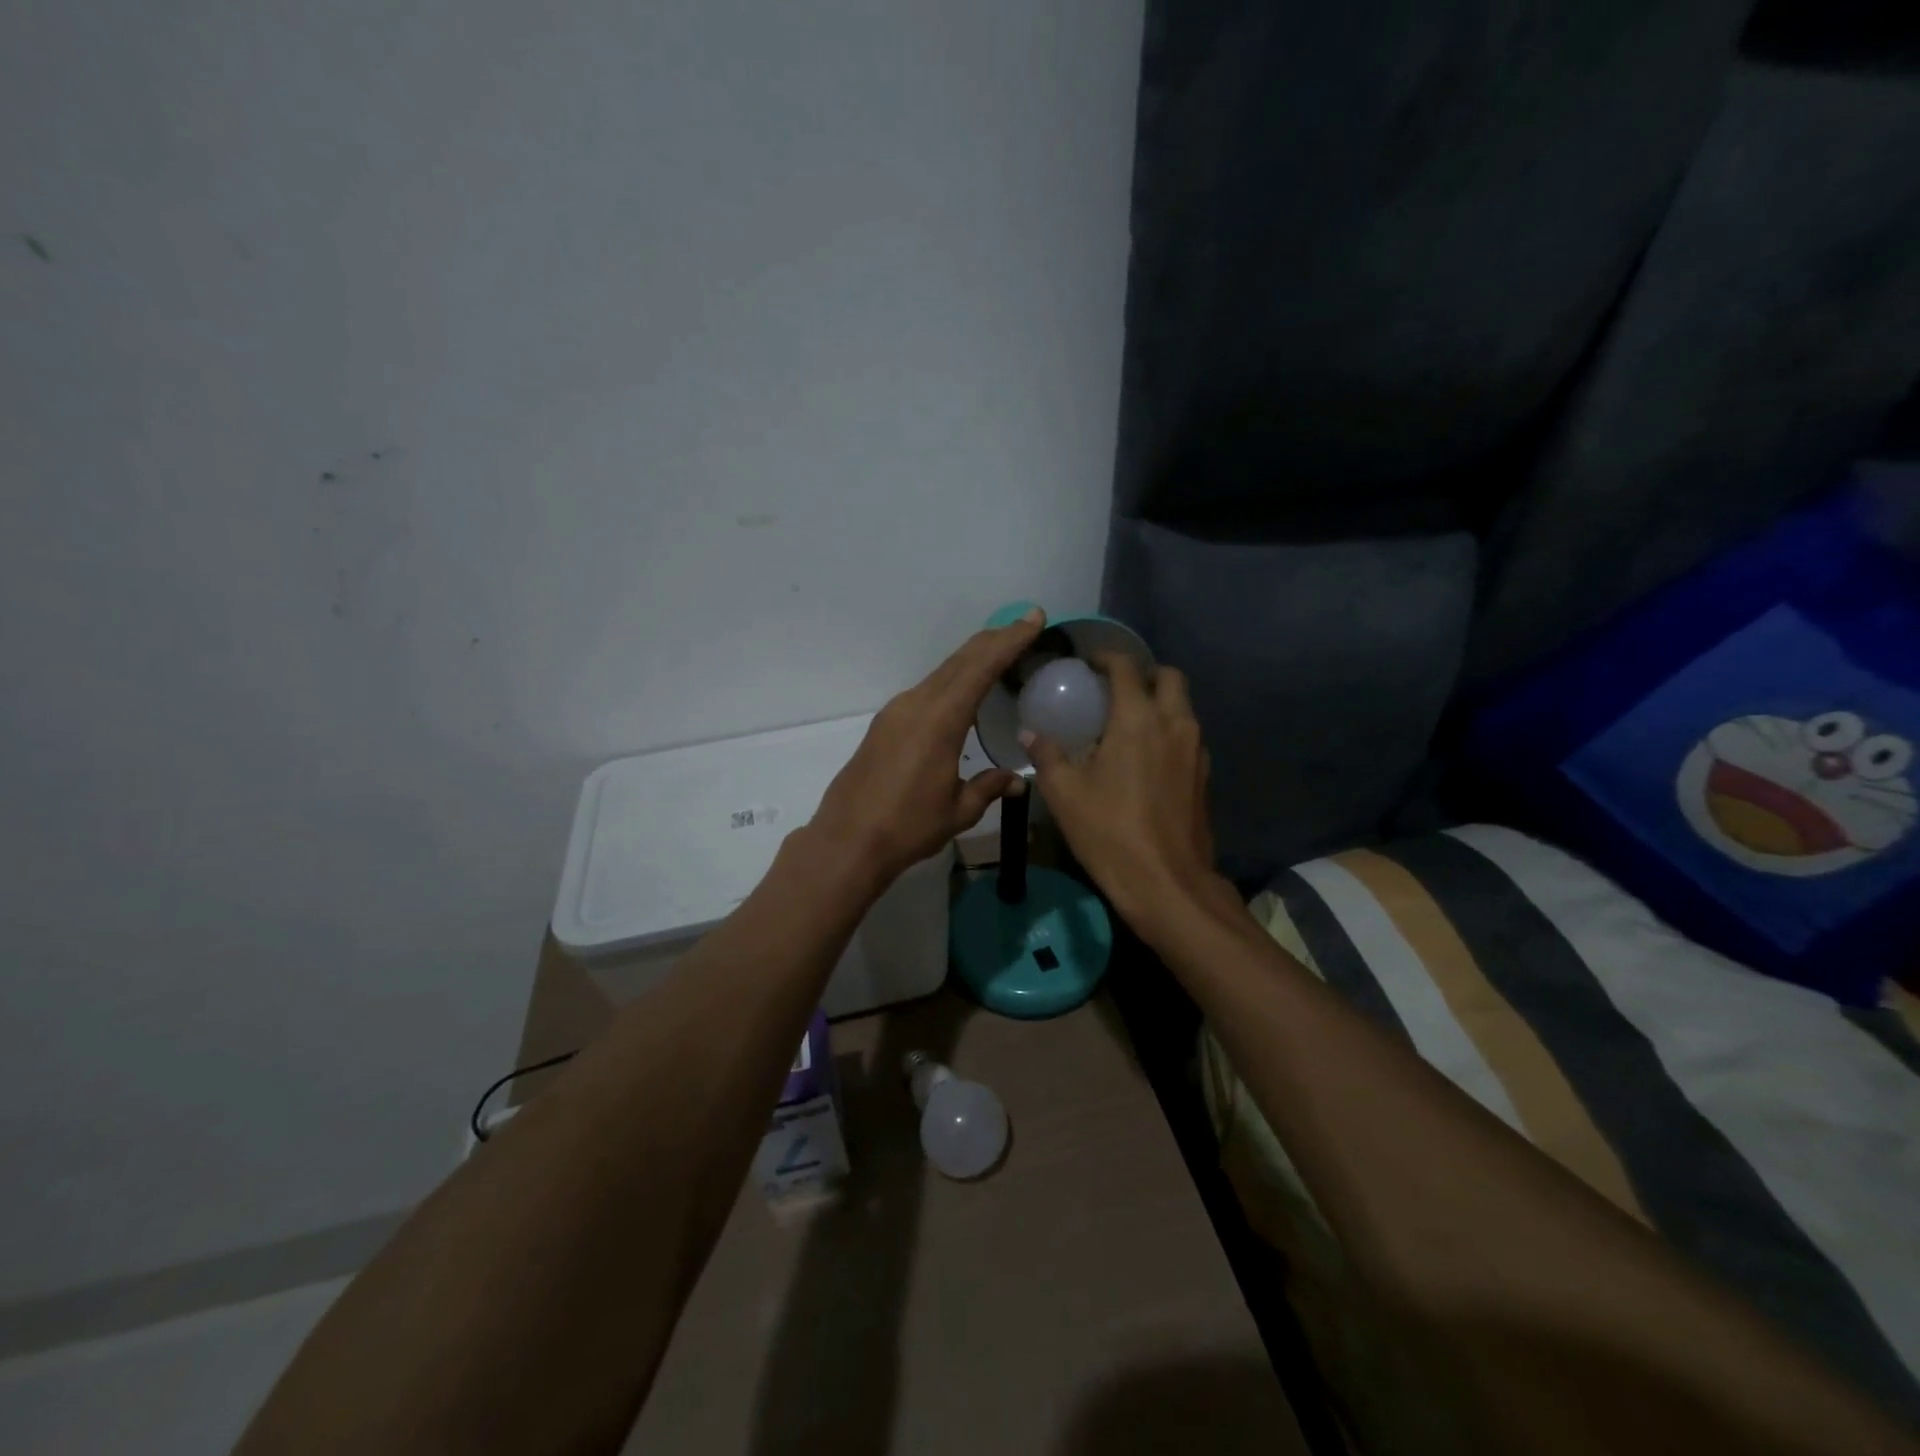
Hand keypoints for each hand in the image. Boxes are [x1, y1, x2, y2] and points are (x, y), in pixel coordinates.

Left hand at [811, 609, 1044, 887]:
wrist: (847, 841)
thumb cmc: (908, 827)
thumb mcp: (958, 810)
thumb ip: (988, 787)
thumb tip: (1016, 780)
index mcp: (940, 719)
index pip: (981, 667)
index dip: (1009, 640)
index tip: (1032, 618)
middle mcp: (916, 704)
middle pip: (960, 660)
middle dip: (994, 640)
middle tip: (1024, 625)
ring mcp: (896, 712)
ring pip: (941, 673)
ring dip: (972, 659)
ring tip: (1000, 652)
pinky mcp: (885, 725)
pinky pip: (927, 690)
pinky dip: (952, 679)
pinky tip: (963, 691)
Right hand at [1024, 654, 1224, 932]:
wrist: (1167, 883)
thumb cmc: (1110, 832)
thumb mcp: (1065, 794)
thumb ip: (1047, 755)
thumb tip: (1029, 733)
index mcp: (1138, 719)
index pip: (1126, 668)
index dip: (1106, 657)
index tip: (1088, 662)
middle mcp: (1174, 724)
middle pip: (1169, 677)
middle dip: (1143, 673)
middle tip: (1114, 688)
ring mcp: (1195, 749)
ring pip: (1183, 706)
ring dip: (1160, 701)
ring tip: (1127, 720)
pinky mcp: (1204, 775)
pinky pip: (1187, 734)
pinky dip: (1169, 729)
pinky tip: (1145, 755)